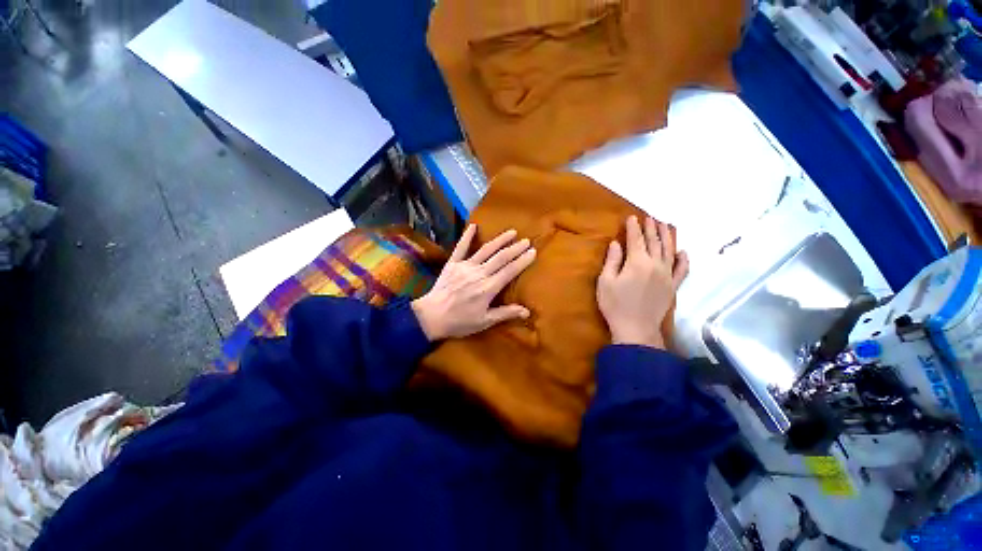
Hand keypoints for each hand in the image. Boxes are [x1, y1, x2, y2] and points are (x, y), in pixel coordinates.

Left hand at [412, 225, 536, 340]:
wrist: (431, 316)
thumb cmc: (459, 322)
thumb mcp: (484, 322)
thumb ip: (505, 313)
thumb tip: (527, 312)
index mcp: (488, 288)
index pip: (510, 271)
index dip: (523, 261)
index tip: (533, 252)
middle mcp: (479, 273)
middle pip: (501, 258)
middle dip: (515, 248)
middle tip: (527, 241)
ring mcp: (465, 266)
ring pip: (486, 250)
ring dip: (500, 240)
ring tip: (512, 232)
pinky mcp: (452, 264)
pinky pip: (461, 248)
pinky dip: (467, 236)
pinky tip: (473, 225)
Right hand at [597, 216, 689, 348]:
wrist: (635, 329)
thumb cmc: (615, 305)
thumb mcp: (605, 281)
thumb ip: (612, 261)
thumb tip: (616, 243)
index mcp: (637, 262)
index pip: (636, 239)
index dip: (633, 227)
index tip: (632, 217)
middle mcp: (656, 265)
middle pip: (655, 242)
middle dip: (651, 228)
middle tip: (650, 217)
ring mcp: (667, 275)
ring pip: (670, 250)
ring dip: (667, 236)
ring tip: (665, 225)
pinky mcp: (673, 286)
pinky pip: (682, 270)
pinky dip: (684, 259)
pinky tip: (683, 251)